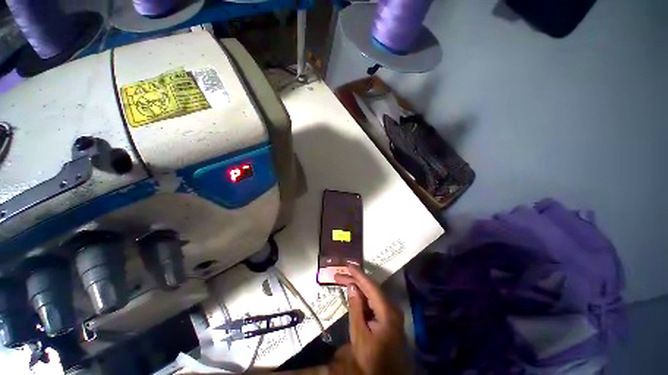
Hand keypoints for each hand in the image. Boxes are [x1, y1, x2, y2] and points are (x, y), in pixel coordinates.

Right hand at [333, 267, 408, 374]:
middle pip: (371, 288)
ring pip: (372, 293)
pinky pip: (373, 301)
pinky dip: (362, 296)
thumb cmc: (372, 358)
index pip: (371, 286)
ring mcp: (390, 312)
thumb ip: (356, 308)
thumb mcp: (359, 334)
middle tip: (339, 274)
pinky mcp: (387, 317)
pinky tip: (353, 293)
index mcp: (387, 311)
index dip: (358, 274)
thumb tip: (351, 286)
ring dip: (357, 287)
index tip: (347, 265)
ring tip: (343, 280)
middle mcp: (391, 307)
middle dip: (355, 280)